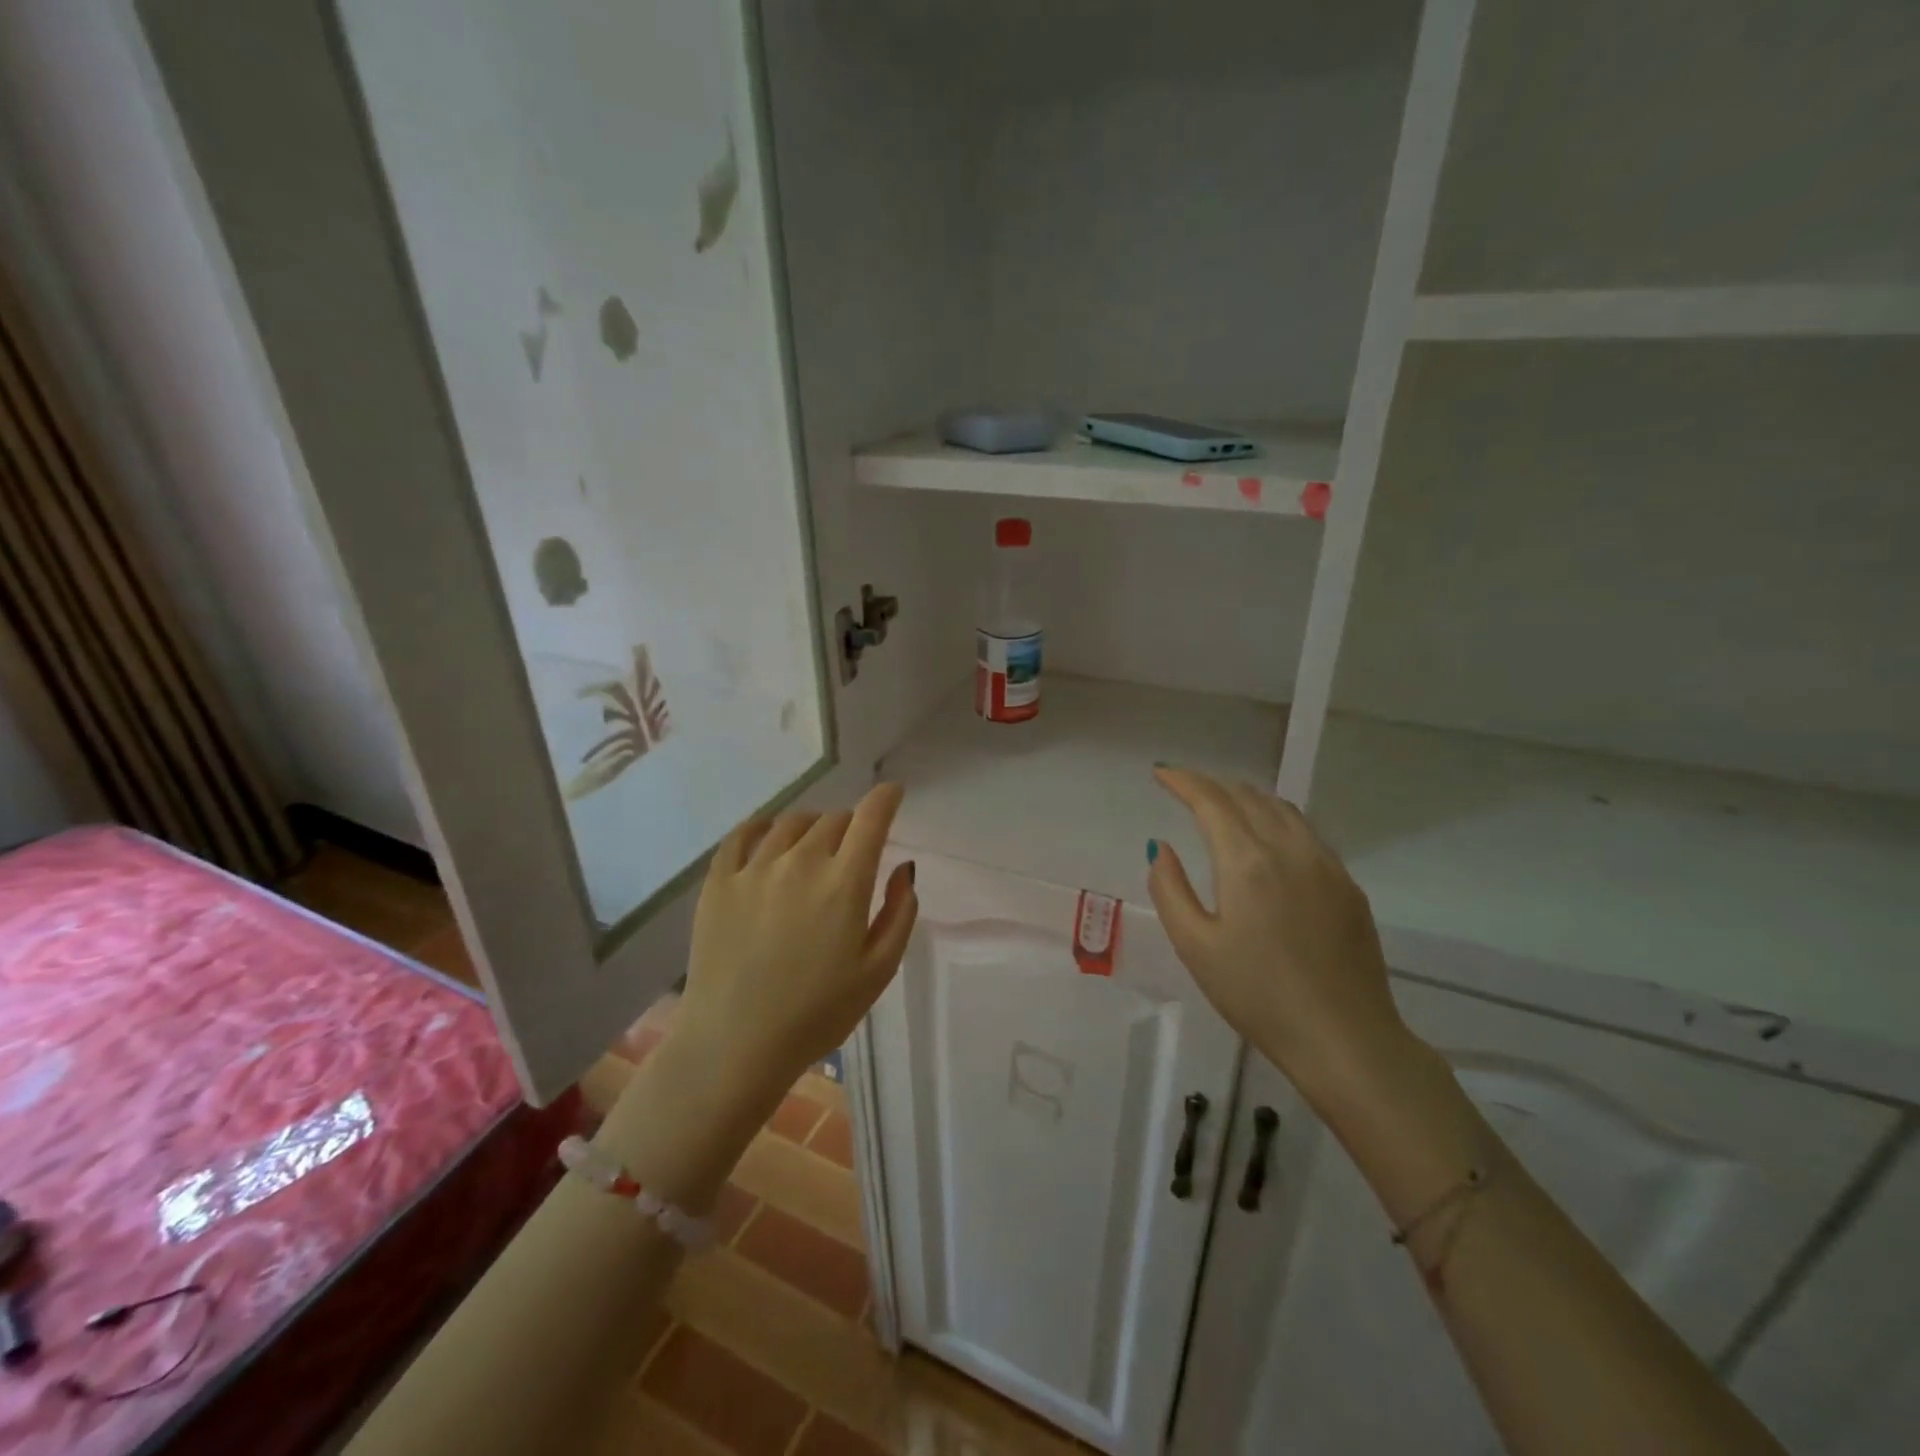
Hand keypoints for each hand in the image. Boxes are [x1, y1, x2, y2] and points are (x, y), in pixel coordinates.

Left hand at [672, 782, 917, 1109]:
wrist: (734, 1044)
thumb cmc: (817, 1014)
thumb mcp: (878, 971)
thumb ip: (899, 912)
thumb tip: (904, 868)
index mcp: (843, 883)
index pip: (870, 819)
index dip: (886, 798)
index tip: (892, 792)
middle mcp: (800, 862)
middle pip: (833, 820)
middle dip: (851, 829)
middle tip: (850, 855)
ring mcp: (754, 868)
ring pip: (792, 823)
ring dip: (812, 829)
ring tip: (812, 851)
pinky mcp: (719, 881)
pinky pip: (744, 834)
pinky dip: (764, 827)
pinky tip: (769, 838)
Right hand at [1147, 767, 1409, 1100]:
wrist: (1345, 1039)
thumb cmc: (1258, 996)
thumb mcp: (1195, 947)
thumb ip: (1170, 889)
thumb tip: (1161, 847)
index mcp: (1247, 861)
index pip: (1211, 801)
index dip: (1183, 781)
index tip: (1161, 773)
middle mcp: (1290, 849)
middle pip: (1248, 796)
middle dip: (1212, 785)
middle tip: (1185, 790)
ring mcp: (1326, 865)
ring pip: (1282, 809)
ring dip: (1247, 798)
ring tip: (1224, 805)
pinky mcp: (1348, 885)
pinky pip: (1307, 832)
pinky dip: (1277, 819)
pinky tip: (1269, 839)